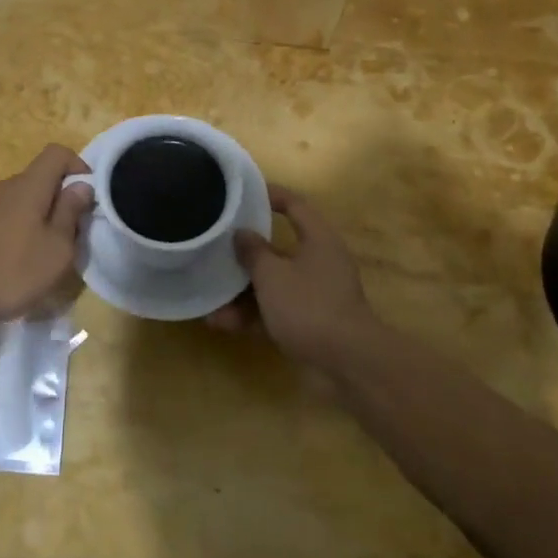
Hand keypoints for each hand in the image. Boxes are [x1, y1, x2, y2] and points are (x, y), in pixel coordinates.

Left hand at [0, 144, 92, 333]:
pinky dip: (22, 227)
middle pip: (41, 177)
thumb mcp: (57, 249)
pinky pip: (8, 214)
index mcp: (29, 185)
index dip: (78, 166)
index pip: (57, 153)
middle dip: (62, 197)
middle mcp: (6, 186)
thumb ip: (71, 212)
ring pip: (24, 198)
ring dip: (42, 215)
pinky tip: (20, 259)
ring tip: (47, 250)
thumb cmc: (12, 271)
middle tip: (73, 232)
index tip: (89, 197)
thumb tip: (81, 186)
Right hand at [206, 186, 376, 366]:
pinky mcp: (310, 323)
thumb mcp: (272, 274)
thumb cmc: (309, 305)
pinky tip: (222, 323)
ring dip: (242, 291)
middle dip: (246, 252)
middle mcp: (319, 262)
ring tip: (209, 296)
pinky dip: (252, 315)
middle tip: (217, 247)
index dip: (270, 195)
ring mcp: (316, 294)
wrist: (347, 364)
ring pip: (273, 284)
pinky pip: (275, 311)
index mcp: (318, 239)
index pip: (295, 205)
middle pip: (278, 248)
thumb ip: (253, 251)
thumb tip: (242, 233)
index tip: (242, 194)